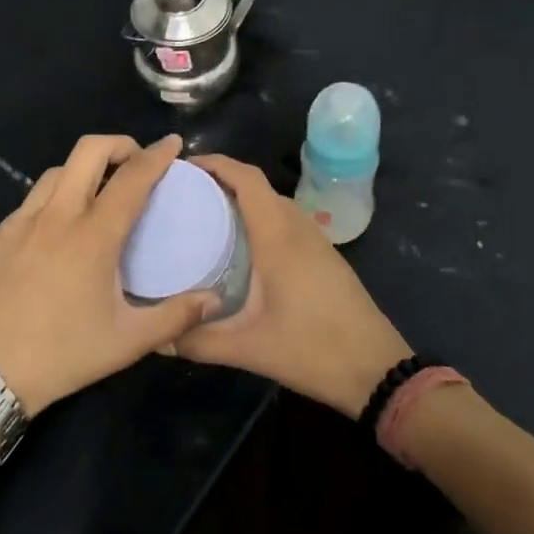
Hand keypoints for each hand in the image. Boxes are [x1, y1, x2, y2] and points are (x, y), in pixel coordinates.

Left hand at [0, 134, 219, 415]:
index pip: (132, 178)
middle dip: (118, 144)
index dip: (157, 155)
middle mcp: (56, 216)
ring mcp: (19, 223)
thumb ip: (175, 316)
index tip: (173, 143)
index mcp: (93, 235)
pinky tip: (56, 234)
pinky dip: (52, 202)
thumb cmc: (61, 355)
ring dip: (83, 171)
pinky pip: (29, 204)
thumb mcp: (126, 342)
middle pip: (88, 151)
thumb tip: (214, 300)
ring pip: (55, 173)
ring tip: (97, 194)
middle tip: (135, 162)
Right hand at [175, 156, 412, 416]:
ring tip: (205, 215)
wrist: (377, 371)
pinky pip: (286, 220)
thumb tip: (156, 338)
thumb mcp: (248, 349)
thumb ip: (198, 341)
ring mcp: (316, 241)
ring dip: (243, 198)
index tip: (182, 166)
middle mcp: (298, 228)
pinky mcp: (324, 256)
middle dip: (222, 180)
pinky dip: (260, 217)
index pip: (247, 179)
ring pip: (274, 203)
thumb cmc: (313, 351)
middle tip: (183, 195)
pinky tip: (241, 245)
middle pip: (258, 186)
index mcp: (279, 237)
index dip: (216, 163)